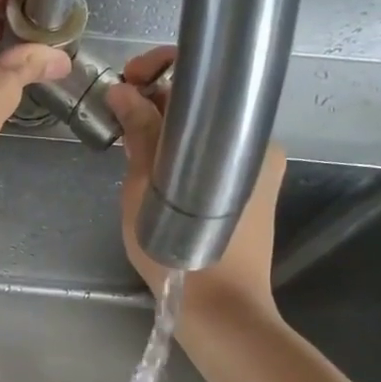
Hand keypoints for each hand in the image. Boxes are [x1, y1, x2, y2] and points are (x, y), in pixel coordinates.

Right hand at [104, 45, 285, 313]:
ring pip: (207, 135)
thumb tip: (122, 90)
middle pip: (203, 106)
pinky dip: (185, 158)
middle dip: (158, 104)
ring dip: (169, 134)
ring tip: (132, 150)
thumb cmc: (177, 252)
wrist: (222, 312)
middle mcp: (258, 144)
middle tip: (120, 120)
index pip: (199, 77)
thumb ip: (140, 135)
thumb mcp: (146, 189)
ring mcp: (260, 171)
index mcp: (238, 133)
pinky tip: (158, 177)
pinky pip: (215, 160)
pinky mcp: (255, 195)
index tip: (125, 82)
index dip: (158, 68)